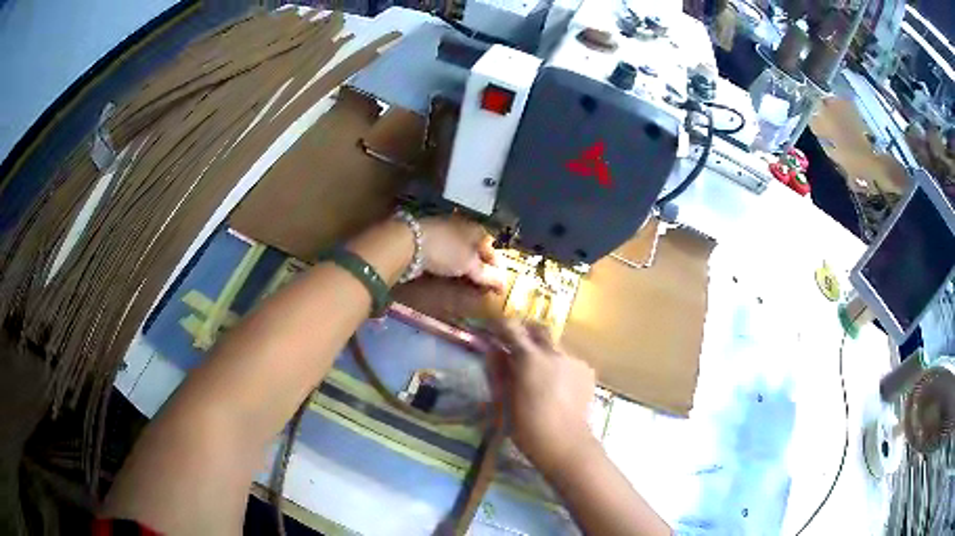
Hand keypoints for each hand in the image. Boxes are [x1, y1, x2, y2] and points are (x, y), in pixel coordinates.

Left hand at [420, 216, 502, 291]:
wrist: (409, 242)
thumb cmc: (446, 251)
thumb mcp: (470, 265)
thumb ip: (487, 275)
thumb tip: (504, 284)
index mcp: (476, 229)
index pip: (491, 248)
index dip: (496, 266)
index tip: (498, 282)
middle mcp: (462, 226)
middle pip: (476, 248)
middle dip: (480, 265)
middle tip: (482, 283)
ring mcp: (444, 231)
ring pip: (460, 250)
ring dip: (465, 265)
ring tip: (466, 281)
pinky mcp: (429, 239)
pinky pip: (446, 253)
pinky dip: (451, 263)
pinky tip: (448, 273)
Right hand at [492, 320, 596, 473]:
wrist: (566, 443)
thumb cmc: (527, 427)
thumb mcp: (504, 399)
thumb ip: (498, 370)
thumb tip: (493, 349)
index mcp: (529, 357)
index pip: (511, 327)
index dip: (500, 325)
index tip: (493, 329)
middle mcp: (554, 352)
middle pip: (539, 329)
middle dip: (526, 332)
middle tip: (516, 346)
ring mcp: (574, 360)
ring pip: (556, 346)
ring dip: (544, 352)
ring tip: (539, 375)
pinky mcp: (587, 371)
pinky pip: (569, 361)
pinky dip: (560, 367)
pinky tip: (558, 387)